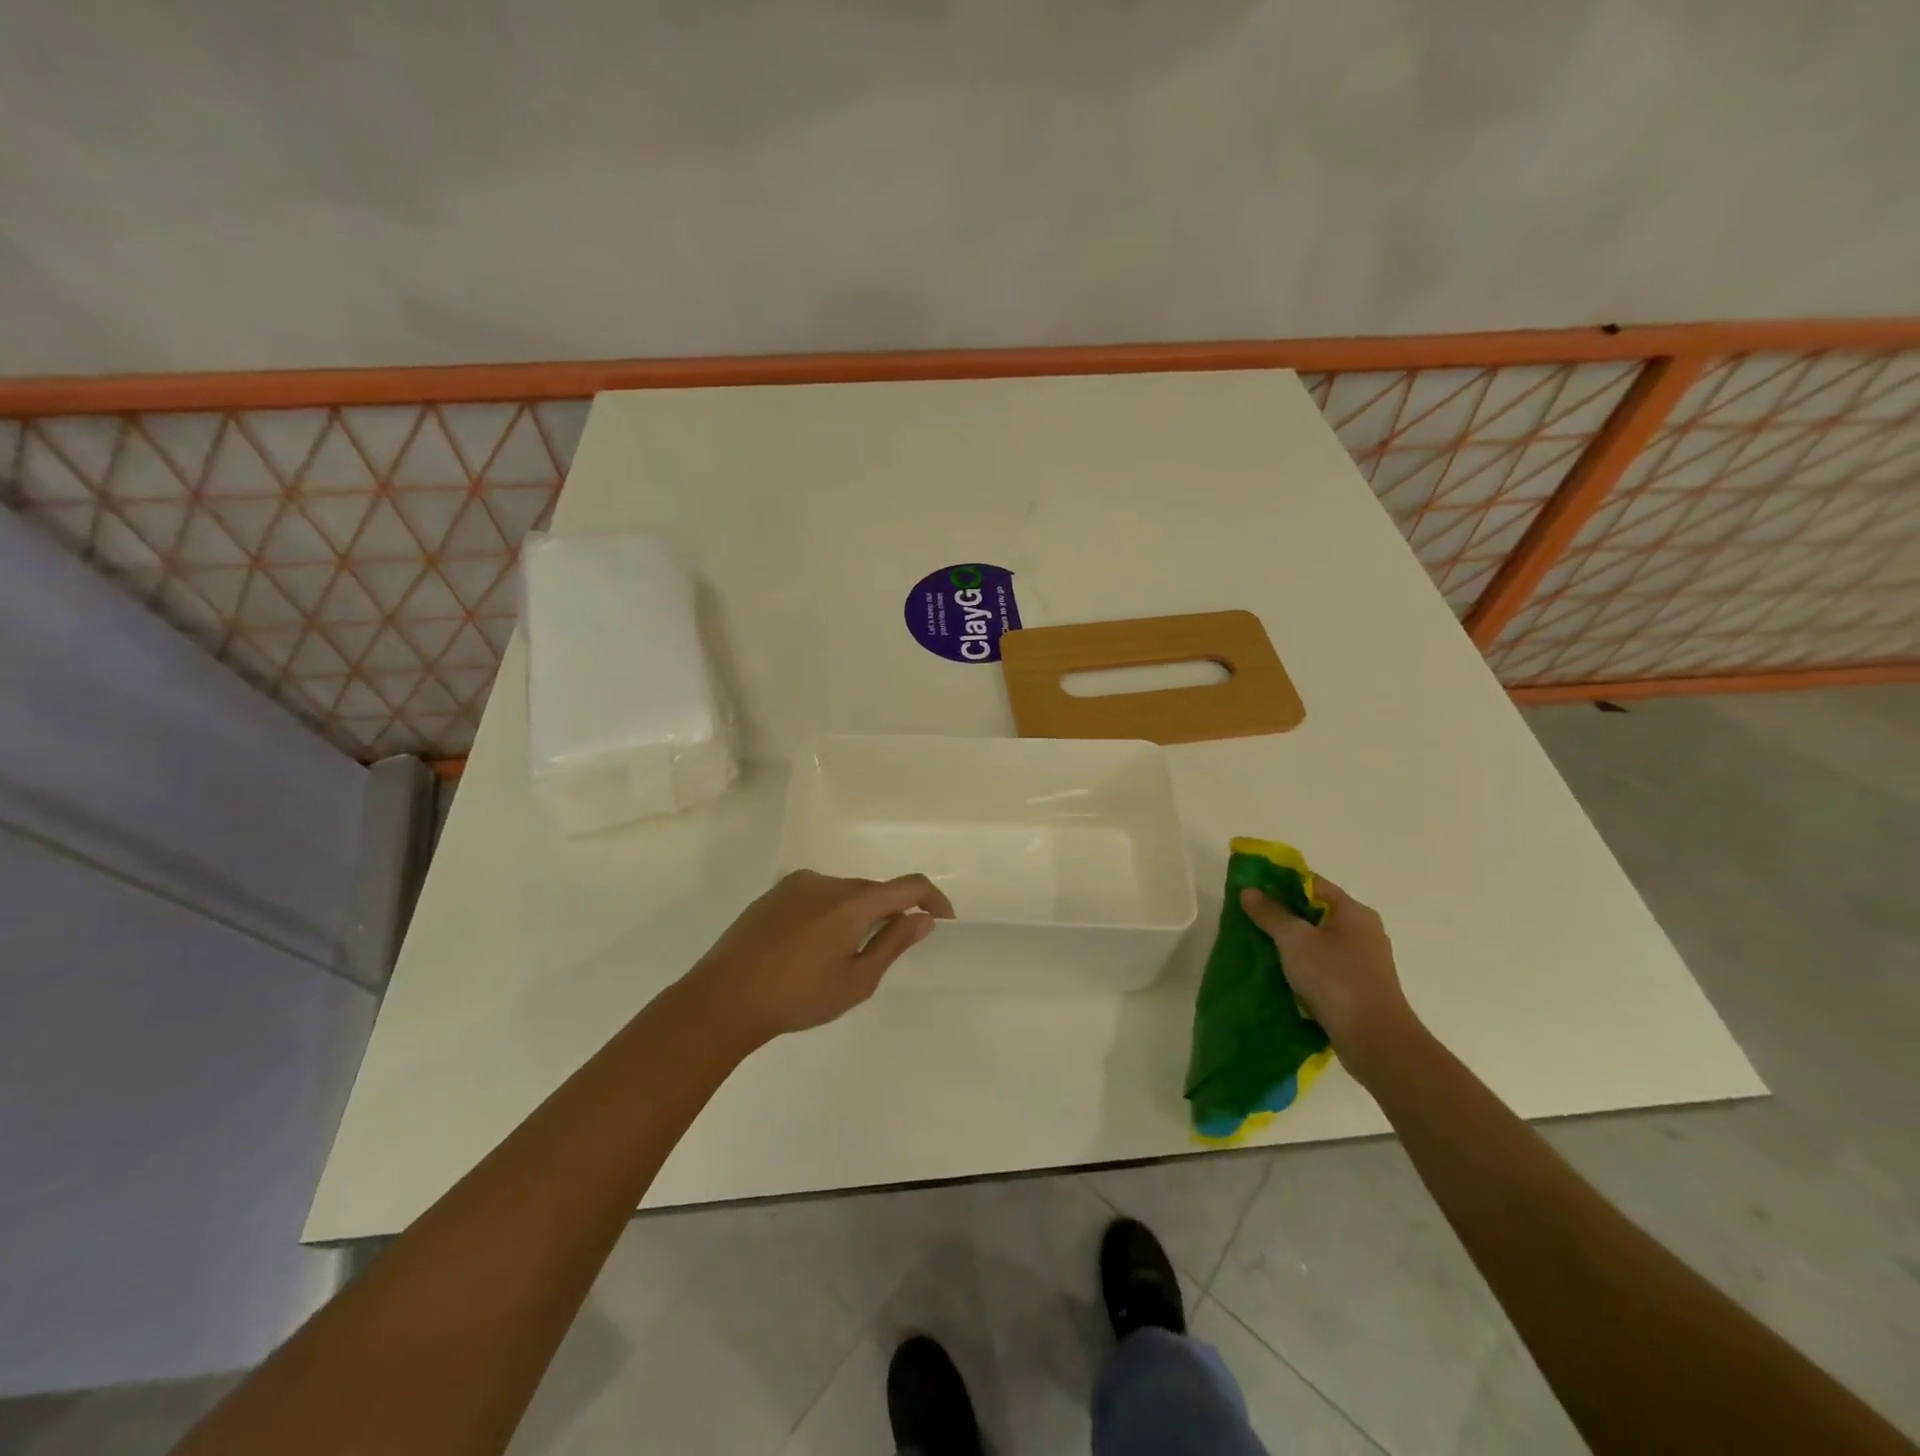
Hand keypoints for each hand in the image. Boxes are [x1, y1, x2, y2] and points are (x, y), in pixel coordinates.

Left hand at [686, 870, 954, 1046]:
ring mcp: (795, 885)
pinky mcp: (773, 894)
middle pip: (873, 890)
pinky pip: (816, 896)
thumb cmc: (796, 998)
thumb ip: (893, 944)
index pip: (907, 886)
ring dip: (856, 914)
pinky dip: (828, 914)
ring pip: (843, 893)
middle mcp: (826, 882)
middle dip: (889, 913)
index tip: (943, 920)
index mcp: (851, 902)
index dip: (932, 899)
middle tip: (886, 951)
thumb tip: (922, 919)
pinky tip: (811, 948)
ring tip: (840, 957)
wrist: (722, 999)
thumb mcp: (856, 981)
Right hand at [1239, 875, 1422, 1084]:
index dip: (1282, 883)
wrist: (1375, 1040)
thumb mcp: (1295, 940)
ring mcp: (1365, 961)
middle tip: (1251, 919)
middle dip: (1284, 914)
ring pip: (1320, 941)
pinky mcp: (1361, 986)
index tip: (1253, 890)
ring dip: (1293, 943)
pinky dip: (1305, 965)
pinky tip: (1283, 975)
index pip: (1313, 884)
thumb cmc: (1335, 979)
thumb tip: (1249, 890)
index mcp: (1354, 912)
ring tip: (1261, 947)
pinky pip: (1326, 965)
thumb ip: (1271, 913)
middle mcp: (1364, 931)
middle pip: (1316, 912)